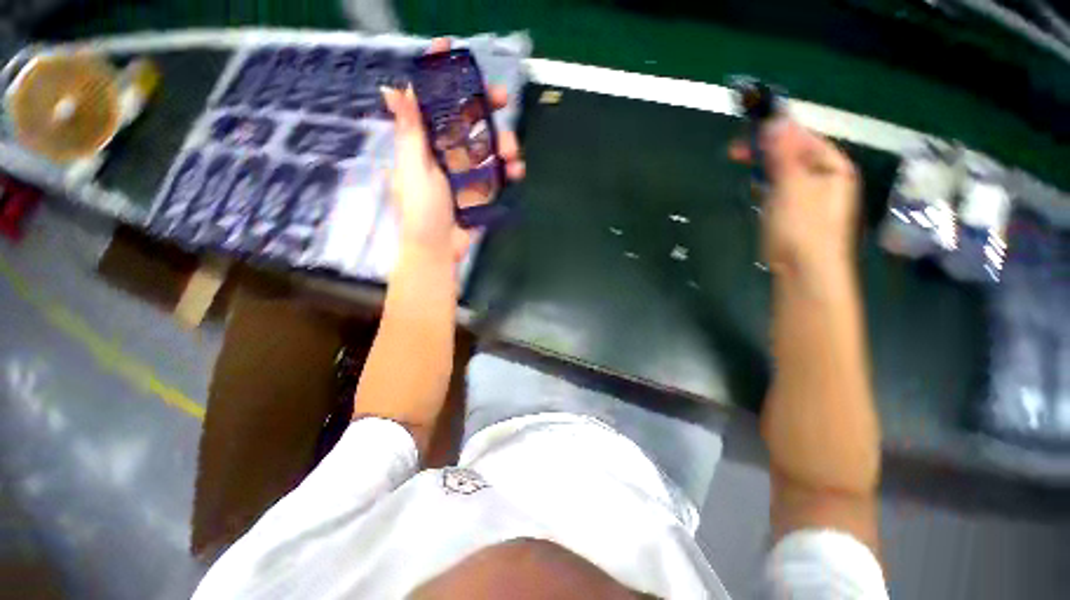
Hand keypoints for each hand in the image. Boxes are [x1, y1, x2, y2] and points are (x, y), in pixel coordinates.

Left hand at [382, 38, 525, 266]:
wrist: (438, 248)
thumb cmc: (421, 211)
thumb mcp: (413, 170)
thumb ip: (410, 133)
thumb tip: (394, 90)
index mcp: (425, 143)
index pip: (431, 102)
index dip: (439, 76)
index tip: (451, 51)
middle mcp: (445, 153)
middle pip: (466, 119)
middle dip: (483, 106)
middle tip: (501, 99)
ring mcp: (465, 172)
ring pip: (487, 145)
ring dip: (502, 143)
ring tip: (511, 153)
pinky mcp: (481, 190)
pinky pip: (497, 173)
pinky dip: (509, 170)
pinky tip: (515, 171)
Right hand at [730, 120, 859, 276]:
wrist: (805, 270)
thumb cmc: (801, 226)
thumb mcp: (792, 185)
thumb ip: (784, 153)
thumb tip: (775, 120)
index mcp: (832, 167)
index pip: (803, 138)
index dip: (775, 132)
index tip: (746, 134)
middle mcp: (825, 179)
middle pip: (793, 155)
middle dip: (766, 153)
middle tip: (736, 153)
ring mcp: (811, 198)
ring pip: (785, 174)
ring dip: (765, 171)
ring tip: (747, 174)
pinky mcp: (796, 214)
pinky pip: (781, 192)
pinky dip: (767, 189)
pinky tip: (757, 193)